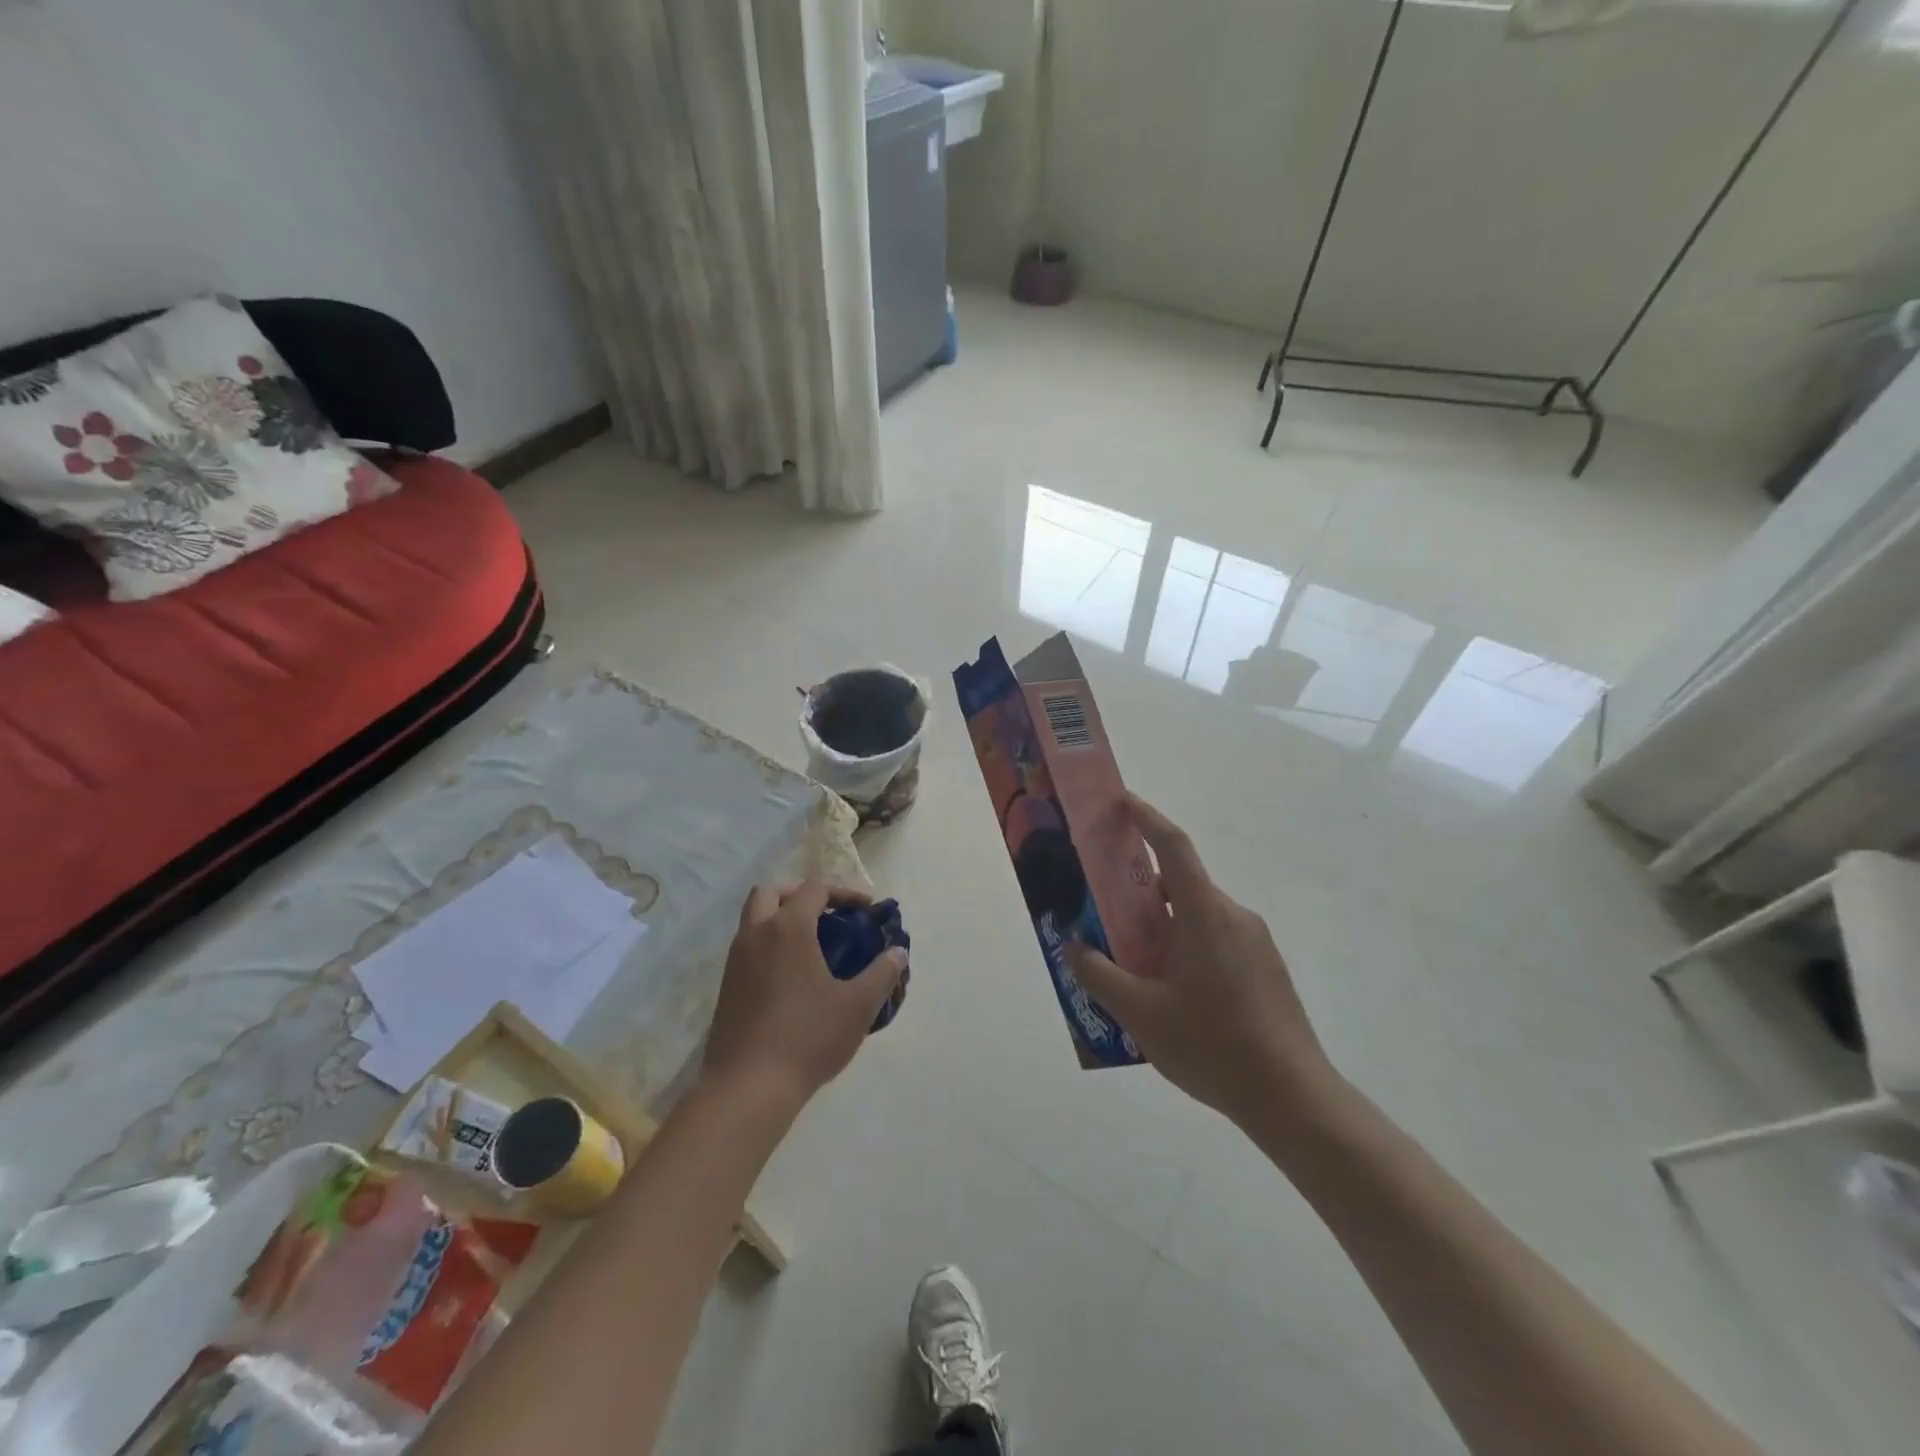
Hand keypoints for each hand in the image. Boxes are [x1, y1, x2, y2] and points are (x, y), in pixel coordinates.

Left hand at [703, 880, 905, 1113]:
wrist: (747, 1088)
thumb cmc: (807, 1038)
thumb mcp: (857, 1006)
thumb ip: (882, 973)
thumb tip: (898, 953)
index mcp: (788, 928)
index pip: (814, 888)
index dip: (843, 892)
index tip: (866, 909)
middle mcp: (756, 935)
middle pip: (771, 892)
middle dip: (800, 894)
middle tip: (827, 913)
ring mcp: (735, 961)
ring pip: (754, 919)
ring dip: (781, 918)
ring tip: (813, 944)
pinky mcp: (726, 987)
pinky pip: (748, 947)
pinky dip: (769, 944)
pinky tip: (792, 976)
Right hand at [1068, 796, 1336, 1129]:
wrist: (1293, 1098)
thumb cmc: (1212, 1045)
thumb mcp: (1140, 1014)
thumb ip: (1100, 975)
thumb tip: (1073, 948)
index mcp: (1204, 913)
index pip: (1173, 846)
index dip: (1146, 817)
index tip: (1121, 801)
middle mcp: (1233, 915)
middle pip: (1181, 885)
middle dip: (1141, 891)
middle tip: (1104, 911)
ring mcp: (1255, 943)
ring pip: (1197, 917)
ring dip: (1162, 927)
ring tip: (1132, 965)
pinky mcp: (1265, 969)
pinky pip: (1216, 941)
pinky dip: (1185, 948)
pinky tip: (1170, 994)